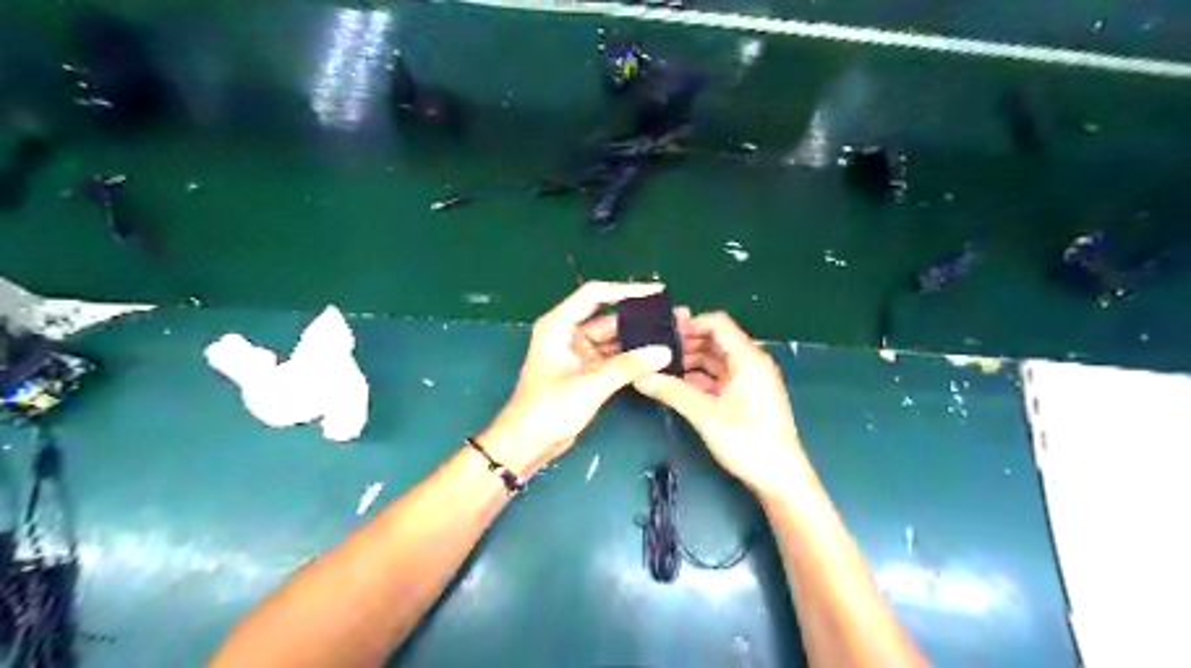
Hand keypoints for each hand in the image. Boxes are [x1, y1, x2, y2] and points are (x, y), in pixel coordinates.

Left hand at [478, 280, 679, 473]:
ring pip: (611, 340)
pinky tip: (652, 359)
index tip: (656, 291)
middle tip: (670, 320)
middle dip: (637, 320)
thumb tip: (663, 351)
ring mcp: (576, 354)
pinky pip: (611, 359)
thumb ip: (627, 366)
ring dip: (635, 341)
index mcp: (558, 326)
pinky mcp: (584, 373)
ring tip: (668, 338)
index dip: (626, 290)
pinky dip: (629, 359)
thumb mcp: (589, 385)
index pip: (594, 295)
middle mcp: (567, 334)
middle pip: (607, 318)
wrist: (526, 444)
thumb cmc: (547, 409)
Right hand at [633, 310, 810, 495]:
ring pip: (715, 360)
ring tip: (660, 367)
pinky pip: (719, 377)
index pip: (717, 323)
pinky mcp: (746, 396)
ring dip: (690, 361)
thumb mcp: (705, 414)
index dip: (689, 323)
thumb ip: (672, 391)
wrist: (780, 477)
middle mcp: (751, 362)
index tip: (661, 332)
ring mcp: (750, 380)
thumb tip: (639, 376)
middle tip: (654, 350)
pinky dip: (699, 378)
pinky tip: (677, 385)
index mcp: (748, 357)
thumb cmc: (748, 441)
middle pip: (715, 340)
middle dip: (686, 343)